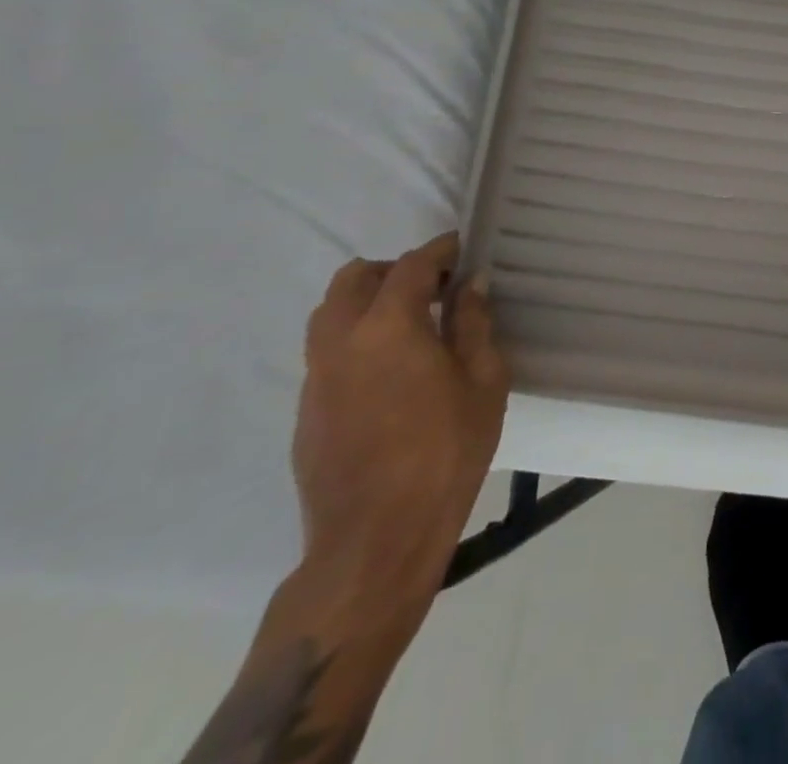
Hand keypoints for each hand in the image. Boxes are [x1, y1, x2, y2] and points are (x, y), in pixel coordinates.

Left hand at [293, 233, 510, 620]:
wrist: (376, 540)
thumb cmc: (445, 452)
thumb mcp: (482, 381)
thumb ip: (473, 323)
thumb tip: (470, 283)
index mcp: (388, 327)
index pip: (409, 266)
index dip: (438, 250)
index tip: (461, 247)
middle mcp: (341, 342)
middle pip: (352, 280)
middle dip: (392, 270)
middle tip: (432, 285)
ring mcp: (315, 378)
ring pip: (329, 314)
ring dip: (366, 301)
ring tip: (409, 321)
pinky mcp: (306, 411)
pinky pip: (326, 352)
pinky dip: (355, 337)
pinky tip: (389, 368)